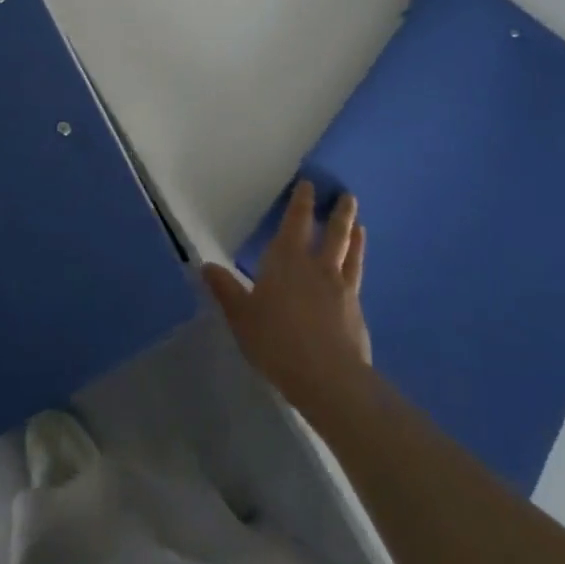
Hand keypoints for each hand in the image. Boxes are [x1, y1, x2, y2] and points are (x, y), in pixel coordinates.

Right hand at [203, 181, 371, 418]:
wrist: (329, 378)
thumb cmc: (277, 340)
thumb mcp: (241, 316)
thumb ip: (225, 290)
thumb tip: (205, 265)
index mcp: (287, 260)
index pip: (296, 222)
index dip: (302, 202)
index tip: (309, 185)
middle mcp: (317, 267)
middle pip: (333, 233)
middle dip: (338, 213)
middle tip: (347, 196)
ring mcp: (342, 289)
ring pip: (350, 254)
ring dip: (354, 237)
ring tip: (359, 224)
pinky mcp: (357, 312)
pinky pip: (357, 279)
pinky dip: (358, 267)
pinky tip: (357, 271)